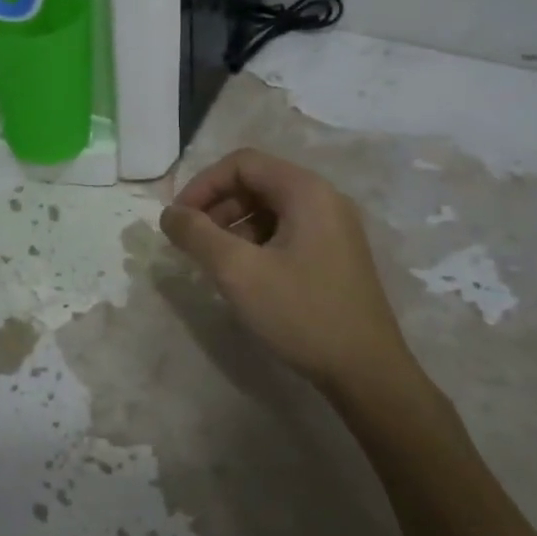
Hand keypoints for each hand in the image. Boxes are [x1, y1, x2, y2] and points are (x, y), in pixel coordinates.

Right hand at [161, 149, 418, 399]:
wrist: (367, 372)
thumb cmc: (302, 314)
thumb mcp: (239, 272)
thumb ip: (197, 235)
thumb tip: (169, 214)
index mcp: (306, 191)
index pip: (242, 163)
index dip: (203, 185)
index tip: (178, 220)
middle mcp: (324, 199)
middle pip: (257, 183)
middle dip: (217, 206)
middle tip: (191, 243)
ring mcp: (334, 228)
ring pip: (270, 209)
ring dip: (233, 227)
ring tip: (214, 263)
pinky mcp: (335, 255)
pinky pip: (286, 232)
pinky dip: (256, 243)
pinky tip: (244, 276)